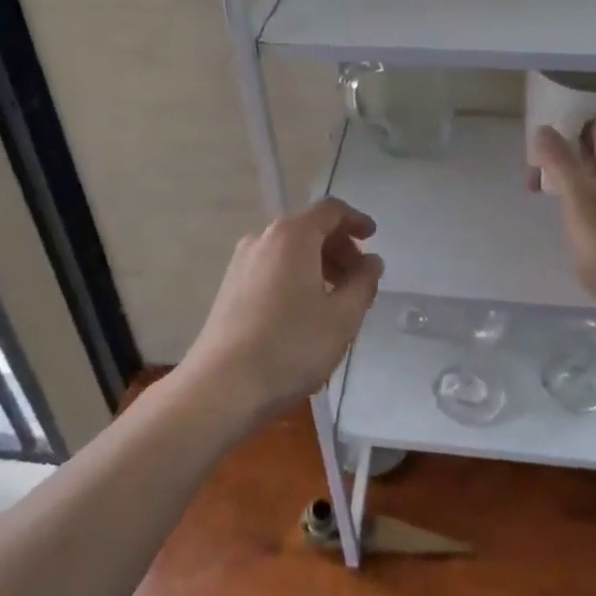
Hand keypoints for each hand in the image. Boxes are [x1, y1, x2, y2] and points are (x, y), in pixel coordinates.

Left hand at [180, 197, 383, 420]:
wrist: (222, 385)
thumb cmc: (291, 346)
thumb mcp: (342, 318)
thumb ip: (363, 283)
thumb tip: (372, 262)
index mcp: (292, 236)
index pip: (330, 210)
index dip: (355, 220)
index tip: (372, 237)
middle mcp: (264, 238)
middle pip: (309, 229)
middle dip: (339, 248)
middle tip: (359, 278)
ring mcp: (242, 262)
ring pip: (290, 250)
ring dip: (318, 264)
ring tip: (336, 299)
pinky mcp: (230, 286)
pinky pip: (273, 267)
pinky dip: (296, 276)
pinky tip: (305, 311)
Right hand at [532, 120, 595, 346]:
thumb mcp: (581, 203)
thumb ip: (562, 163)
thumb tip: (545, 130)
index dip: (565, 129)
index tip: (537, 145)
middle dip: (563, 157)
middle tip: (534, 177)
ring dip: (571, 180)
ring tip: (544, 196)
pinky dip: (584, 201)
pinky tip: (569, 219)